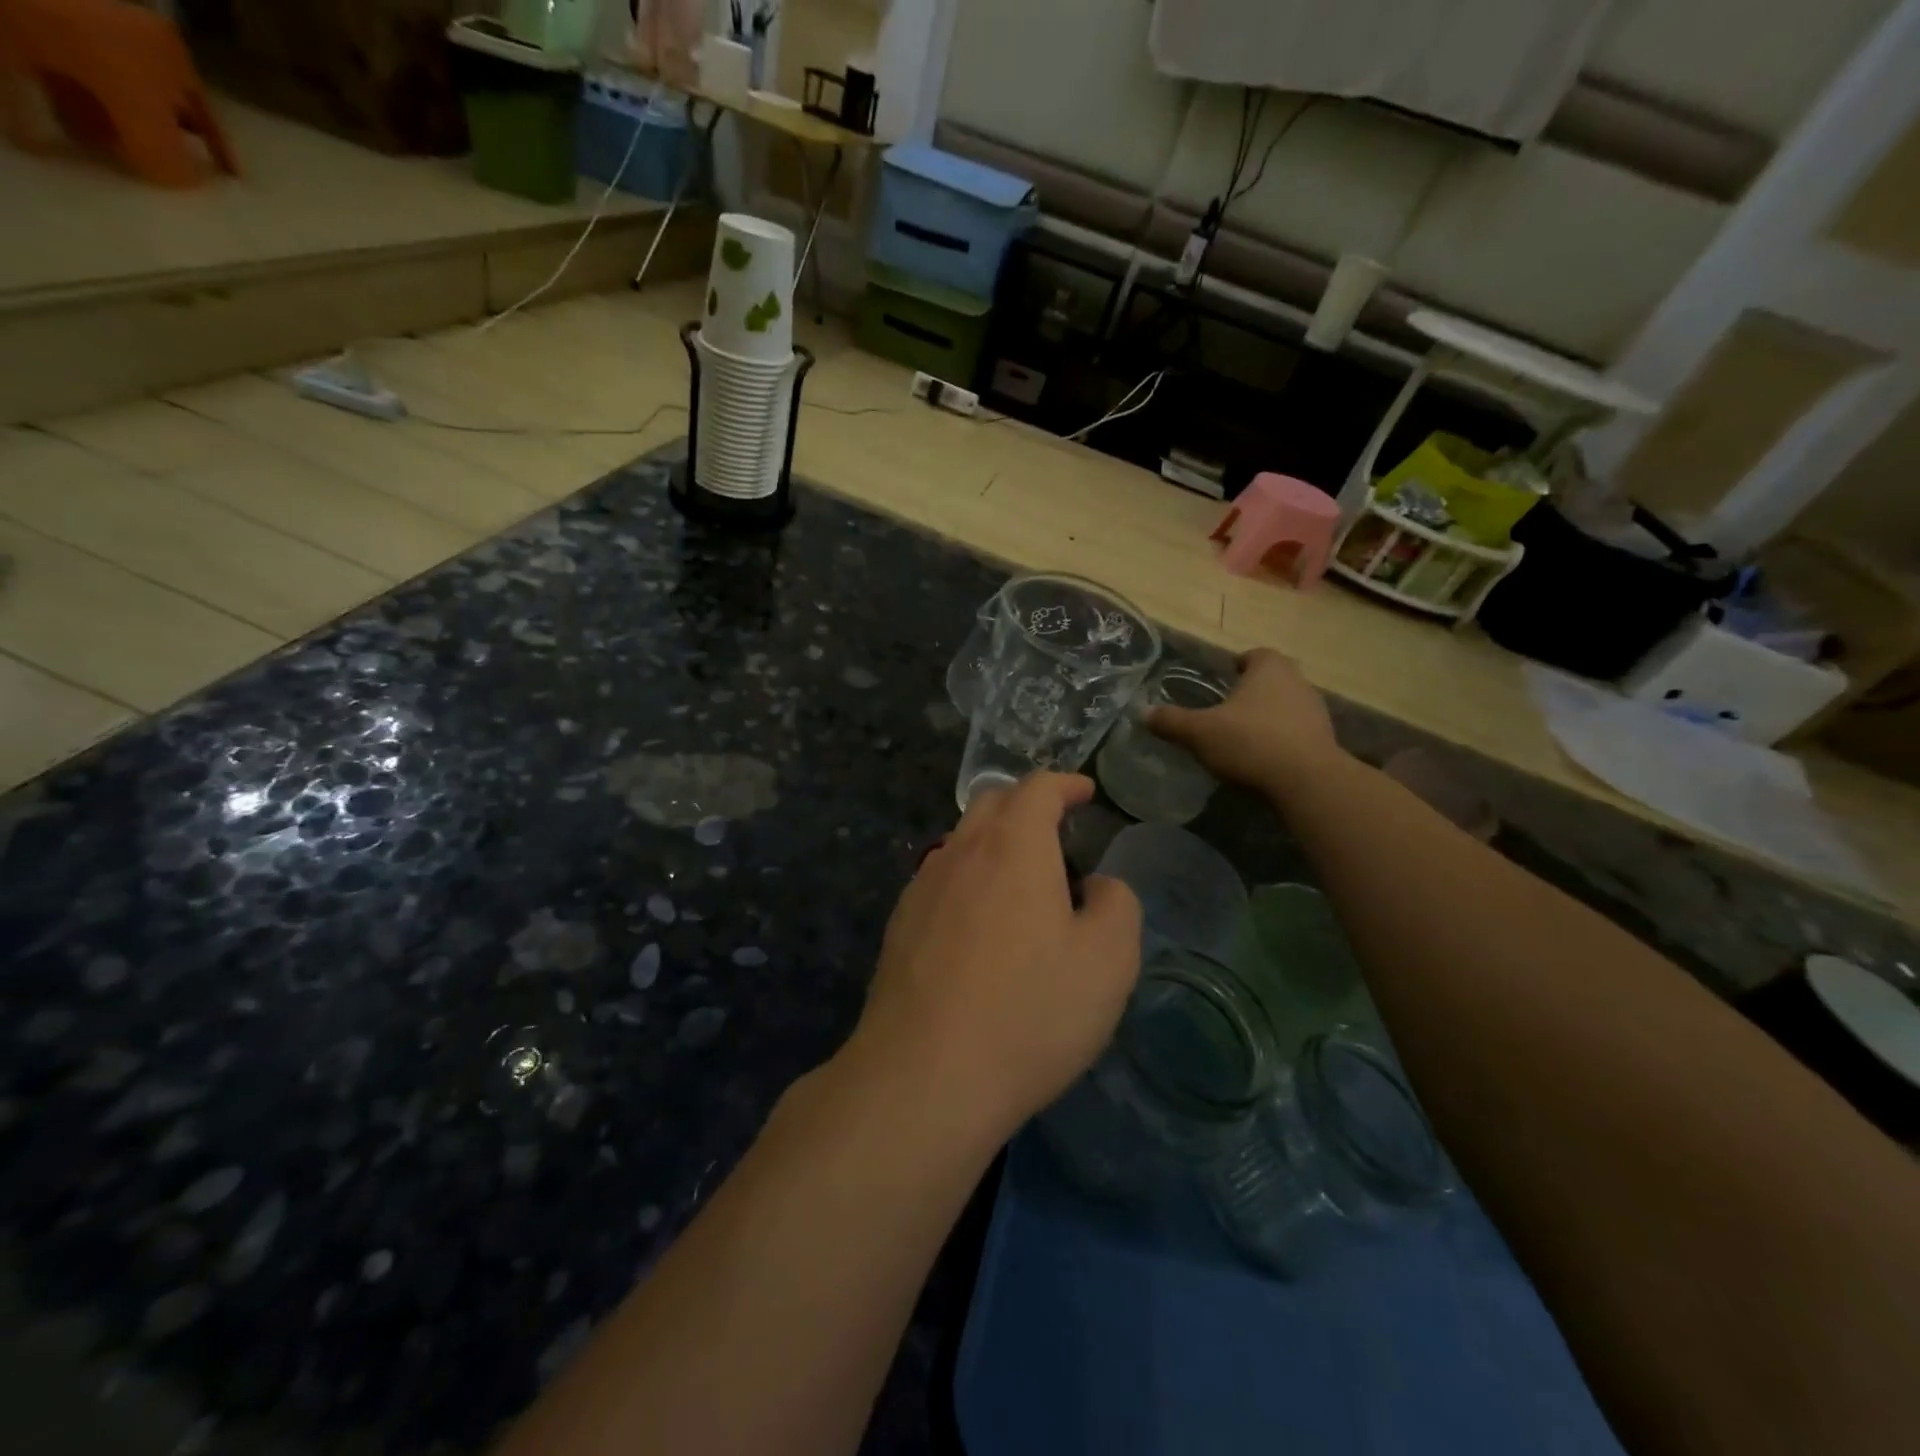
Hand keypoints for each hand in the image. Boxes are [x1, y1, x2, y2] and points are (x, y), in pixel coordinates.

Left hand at [850, 773, 1141, 1143]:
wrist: (923, 1076)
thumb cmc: (1029, 1012)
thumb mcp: (1108, 962)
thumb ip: (1116, 906)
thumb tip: (1098, 886)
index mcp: (1012, 846)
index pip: (1037, 788)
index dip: (1065, 784)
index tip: (1085, 792)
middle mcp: (960, 852)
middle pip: (992, 804)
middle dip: (1026, 805)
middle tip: (1057, 831)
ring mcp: (921, 888)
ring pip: (961, 842)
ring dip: (994, 843)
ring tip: (1022, 880)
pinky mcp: (899, 926)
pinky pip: (940, 881)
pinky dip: (968, 880)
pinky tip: (980, 925)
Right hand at [1148, 648, 1345, 801]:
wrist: (1306, 782)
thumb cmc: (1250, 743)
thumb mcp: (1199, 733)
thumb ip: (1172, 721)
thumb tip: (1143, 713)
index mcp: (1269, 668)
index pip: (1255, 655)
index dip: (1239, 664)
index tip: (1225, 676)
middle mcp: (1298, 682)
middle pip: (1273, 679)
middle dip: (1252, 690)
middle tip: (1228, 707)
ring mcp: (1316, 711)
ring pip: (1286, 705)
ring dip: (1268, 715)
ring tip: (1243, 735)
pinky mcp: (1325, 740)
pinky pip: (1296, 732)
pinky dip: (1281, 738)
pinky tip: (1263, 757)